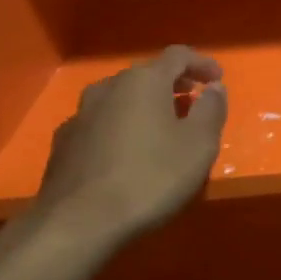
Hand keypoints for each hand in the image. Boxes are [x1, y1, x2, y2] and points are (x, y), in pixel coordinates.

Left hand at [31, 46, 227, 255]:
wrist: (77, 224)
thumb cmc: (150, 177)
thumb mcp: (199, 144)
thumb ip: (211, 109)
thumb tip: (214, 88)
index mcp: (145, 80)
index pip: (178, 55)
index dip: (201, 63)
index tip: (217, 79)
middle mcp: (109, 87)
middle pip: (146, 74)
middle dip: (172, 84)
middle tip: (192, 101)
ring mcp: (81, 114)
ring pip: (120, 98)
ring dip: (143, 106)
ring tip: (160, 128)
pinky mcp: (63, 144)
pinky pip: (100, 123)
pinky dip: (119, 127)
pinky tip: (125, 153)